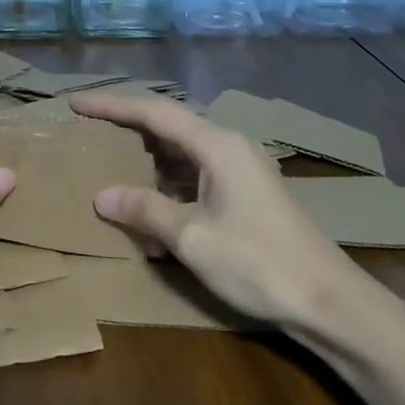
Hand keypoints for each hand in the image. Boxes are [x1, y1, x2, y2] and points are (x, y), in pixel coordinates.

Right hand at [70, 92, 380, 332]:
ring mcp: (240, 169)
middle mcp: (228, 146)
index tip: (76, 104)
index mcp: (216, 145)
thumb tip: (102, 195)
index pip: (154, 112)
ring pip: (181, 153)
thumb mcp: (192, 237)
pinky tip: (150, 207)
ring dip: (147, 162)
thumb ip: (145, 210)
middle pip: (168, 126)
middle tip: (89, 132)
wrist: (328, 301)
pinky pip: (195, 175)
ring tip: (111, 167)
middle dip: (127, 129)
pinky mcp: (245, 192)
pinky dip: (168, 184)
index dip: (112, 106)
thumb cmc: (258, 263)